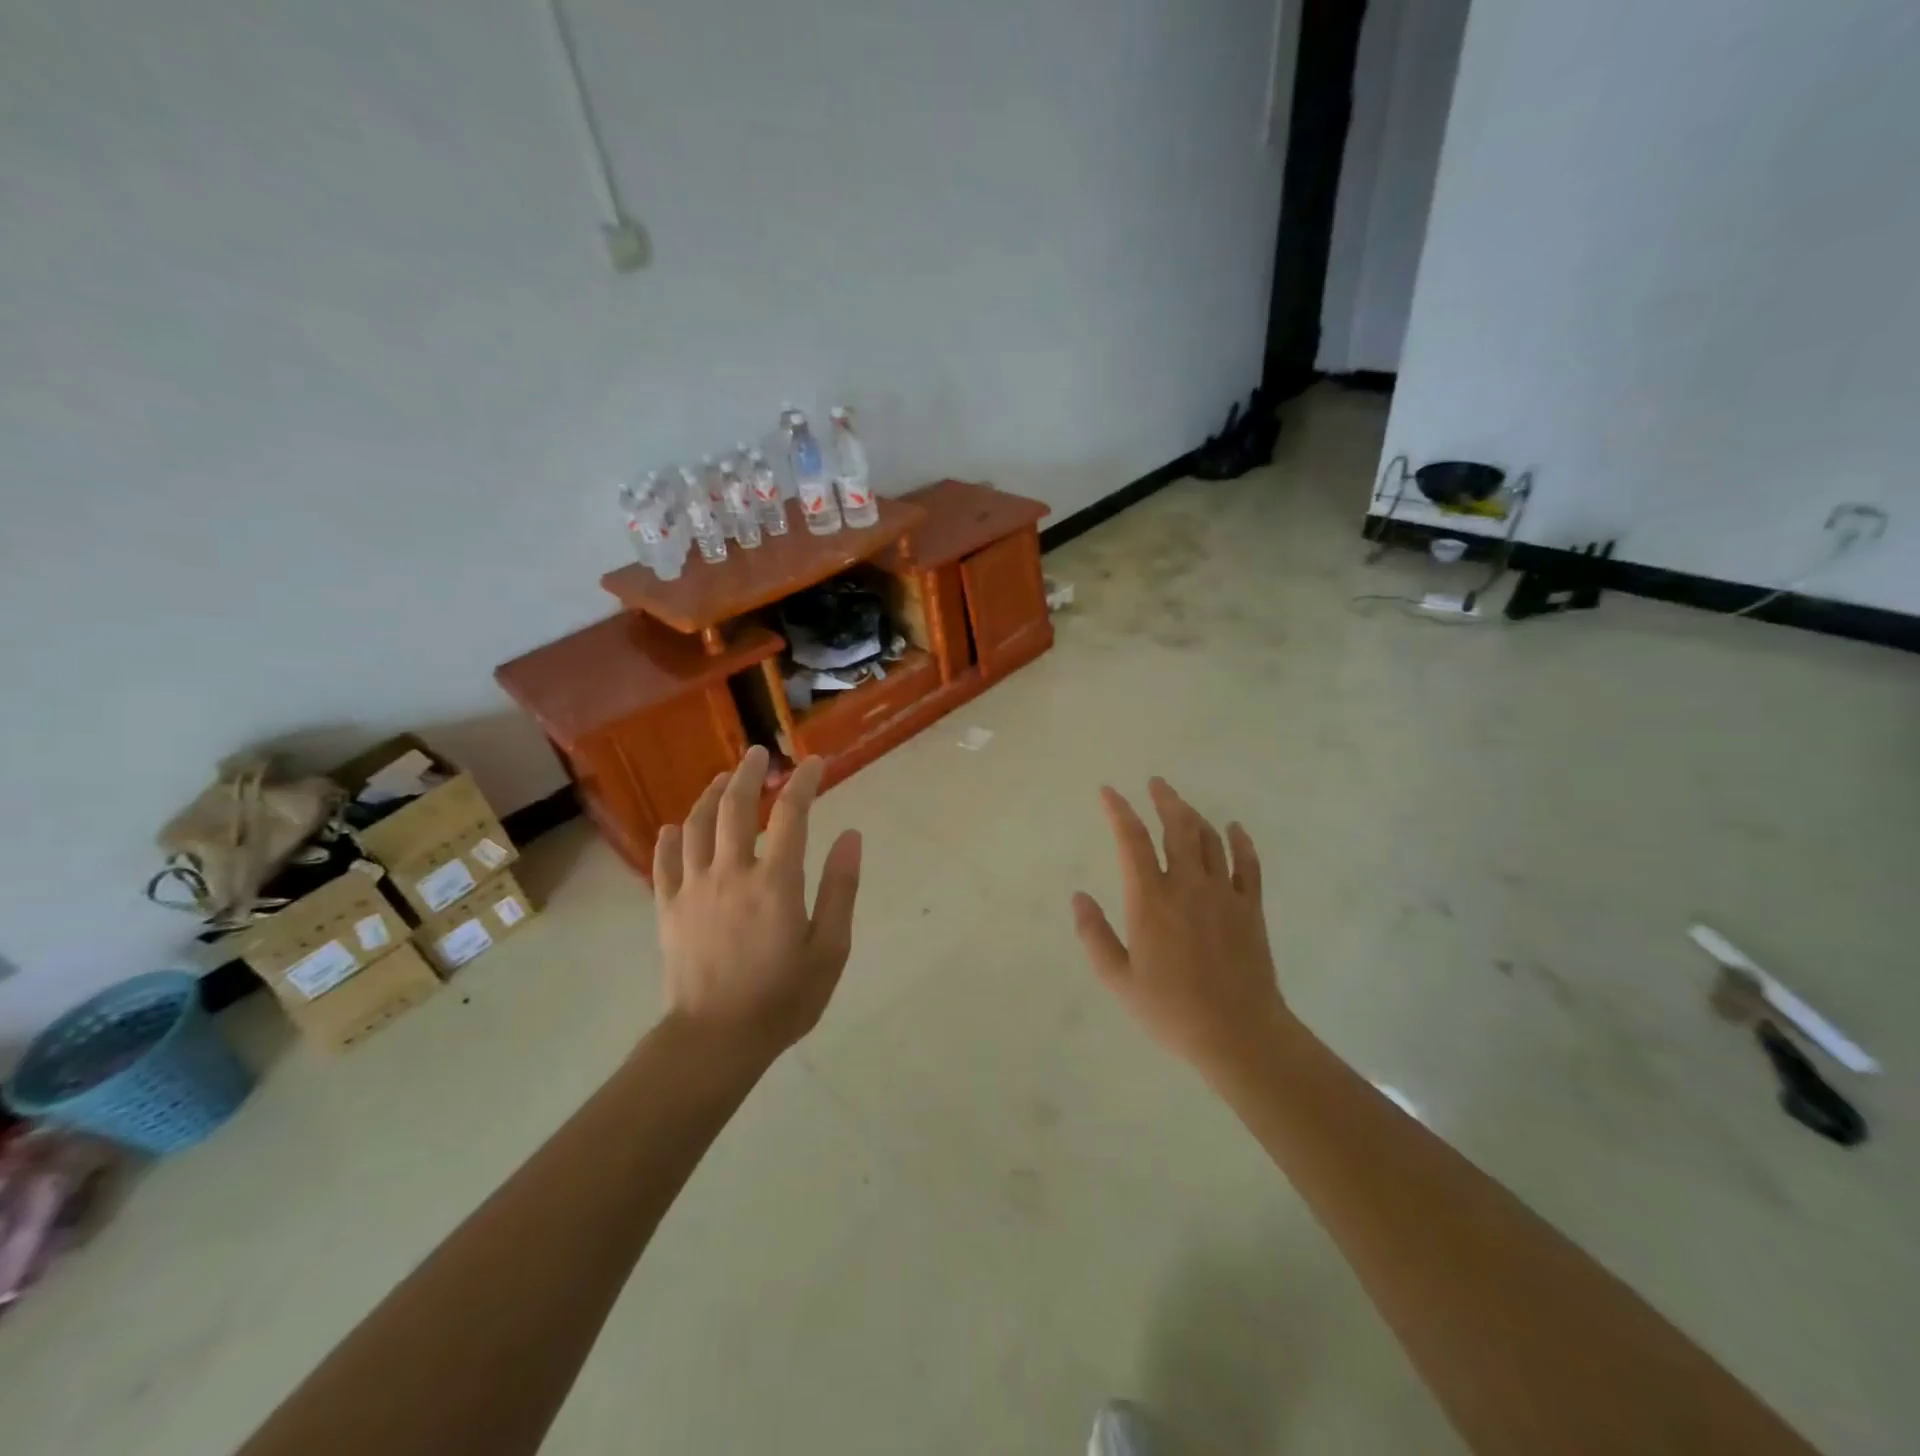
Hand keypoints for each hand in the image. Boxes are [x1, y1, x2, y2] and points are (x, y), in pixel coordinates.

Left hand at [652, 747, 861, 1057]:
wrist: (714, 1041)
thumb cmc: (783, 998)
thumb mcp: (830, 949)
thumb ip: (840, 888)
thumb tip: (851, 836)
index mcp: (775, 881)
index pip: (791, 813)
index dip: (805, 781)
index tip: (815, 763)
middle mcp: (731, 872)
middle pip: (735, 807)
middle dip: (750, 773)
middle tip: (760, 754)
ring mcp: (693, 888)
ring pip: (696, 825)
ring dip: (710, 795)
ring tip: (723, 779)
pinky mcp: (667, 909)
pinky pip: (664, 861)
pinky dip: (670, 838)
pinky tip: (675, 827)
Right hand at [1072, 778, 1289, 1077]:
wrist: (1239, 1034)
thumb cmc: (1172, 1010)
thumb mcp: (1119, 980)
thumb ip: (1095, 935)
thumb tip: (1078, 896)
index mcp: (1150, 901)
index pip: (1131, 841)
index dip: (1118, 811)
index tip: (1108, 792)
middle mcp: (1187, 886)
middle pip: (1177, 827)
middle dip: (1164, 800)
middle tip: (1155, 783)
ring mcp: (1224, 894)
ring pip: (1209, 839)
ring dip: (1194, 815)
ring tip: (1181, 804)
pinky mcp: (1251, 909)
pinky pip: (1248, 865)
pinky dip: (1240, 842)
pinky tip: (1234, 829)